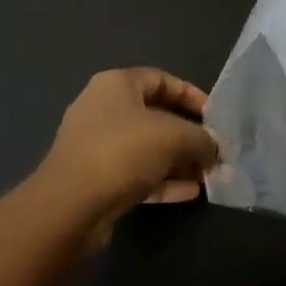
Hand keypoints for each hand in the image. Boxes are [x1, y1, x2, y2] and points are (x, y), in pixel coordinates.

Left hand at [37, 68, 218, 222]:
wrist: (70, 207)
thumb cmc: (123, 152)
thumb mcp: (175, 137)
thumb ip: (202, 139)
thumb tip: (214, 149)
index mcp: (116, 85)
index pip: (162, 79)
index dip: (191, 95)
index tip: (215, 116)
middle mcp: (103, 110)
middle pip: (155, 115)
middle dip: (188, 134)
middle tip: (214, 150)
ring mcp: (96, 146)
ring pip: (146, 148)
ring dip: (178, 160)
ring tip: (207, 174)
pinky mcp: (95, 180)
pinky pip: (136, 174)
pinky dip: (162, 181)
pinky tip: (190, 193)